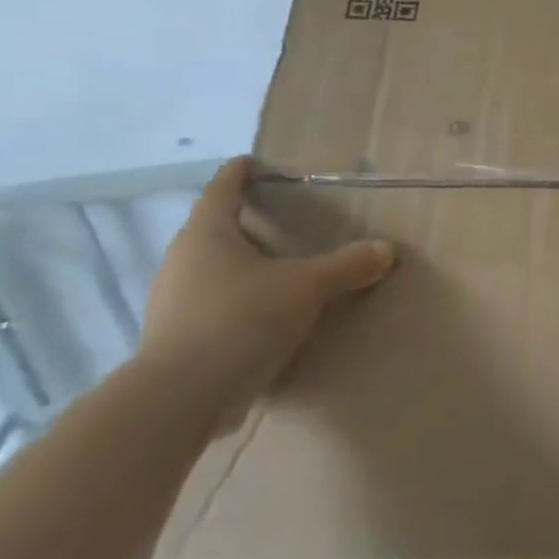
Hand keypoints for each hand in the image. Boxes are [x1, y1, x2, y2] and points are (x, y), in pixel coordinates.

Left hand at [137, 157, 394, 427]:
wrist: (182, 396)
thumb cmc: (241, 319)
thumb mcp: (307, 287)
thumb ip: (347, 266)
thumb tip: (386, 249)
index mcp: (206, 235)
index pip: (222, 190)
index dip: (238, 174)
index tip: (250, 162)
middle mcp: (181, 261)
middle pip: (212, 231)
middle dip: (244, 224)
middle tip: (279, 221)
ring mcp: (172, 302)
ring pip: (211, 271)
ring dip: (240, 266)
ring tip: (277, 270)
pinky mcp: (176, 338)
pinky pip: (211, 305)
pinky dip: (236, 301)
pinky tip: (262, 316)